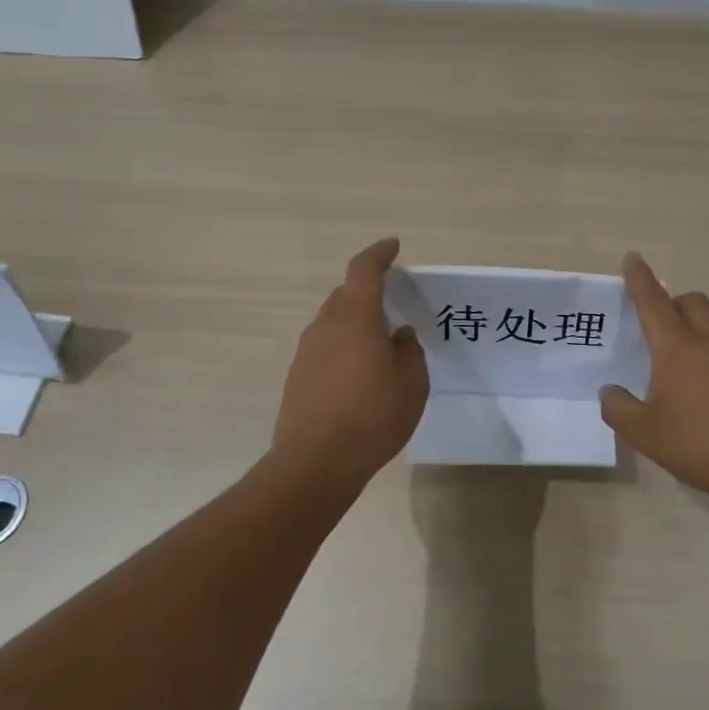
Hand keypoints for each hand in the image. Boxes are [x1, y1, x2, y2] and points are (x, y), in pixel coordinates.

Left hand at [273, 238, 429, 484]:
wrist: (316, 462)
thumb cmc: (373, 416)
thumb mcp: (412, 383)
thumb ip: (409, 351)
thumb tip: (399, 334)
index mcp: (356, 318)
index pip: (364, 270)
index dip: (379, 254)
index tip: (392, 247)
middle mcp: (325, 326)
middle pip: (345, 295)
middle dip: (367, 293)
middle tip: (391, 308)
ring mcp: (306, 352)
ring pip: (332, 323)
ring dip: (354, 324)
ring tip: (377, 349)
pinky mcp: (296, 377)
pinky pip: (323, 349)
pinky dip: (341, 350)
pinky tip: (356, 377)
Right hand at [601, 252, 708, 512]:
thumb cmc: (703, 443)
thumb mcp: (646, 434)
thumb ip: (620, 409)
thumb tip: (610, 392)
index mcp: (678, 348)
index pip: (654, 302)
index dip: (640, 279)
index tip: (632, 257)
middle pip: (692, 302)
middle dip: (672, 302)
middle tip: (655, 322)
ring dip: (691, 334)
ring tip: (671, 370)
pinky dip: (707, 360)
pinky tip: (698, 395)